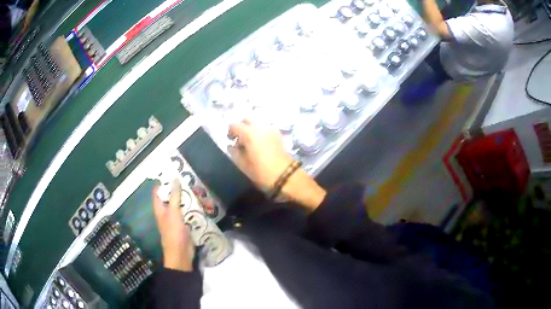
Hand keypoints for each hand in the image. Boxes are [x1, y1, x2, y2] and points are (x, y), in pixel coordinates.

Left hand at [153, 179, 194, 270]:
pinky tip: (202, 204)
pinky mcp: (185, 225)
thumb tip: (175, 179)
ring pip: (181, 205)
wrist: (181, 254)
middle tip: (189, 180)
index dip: (163, 182)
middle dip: (179, 189)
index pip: (158, 191)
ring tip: (197, 190)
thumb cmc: (174, 232)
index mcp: (160, 208)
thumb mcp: (173, 212)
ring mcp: (176, 219)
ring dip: (188, 199)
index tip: (173, 172)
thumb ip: (174, 196)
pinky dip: (193, 208)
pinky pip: (188, 213)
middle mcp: (166, 212)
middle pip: (171, 197)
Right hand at [227, 119, 293, 190]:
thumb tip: (231, 146)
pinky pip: (265, 127)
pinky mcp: (278, 134)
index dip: (230, 132)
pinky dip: (260, 132)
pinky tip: (260, 144)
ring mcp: (270, 129)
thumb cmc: (261, 172)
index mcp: (249, 133)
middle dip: (241, 126)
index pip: (234, 125)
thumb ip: (234, 152)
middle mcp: (259, 127)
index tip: (230, 141)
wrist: (285, 175)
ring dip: (251, 129)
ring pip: (257, 122)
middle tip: (240, 139)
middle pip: (246, 119)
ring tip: (250, 143)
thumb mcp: (243, 165)